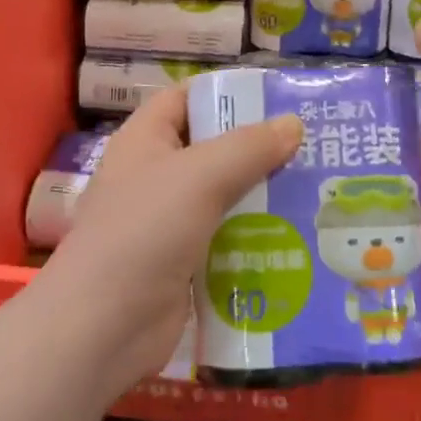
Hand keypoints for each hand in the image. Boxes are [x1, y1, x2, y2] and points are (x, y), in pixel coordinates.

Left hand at [35, 88, 301, 386]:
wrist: (103, 328)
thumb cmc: (145, 231)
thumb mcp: (200, 176)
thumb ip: (249, 147)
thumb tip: (293, 124)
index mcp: (145, 140)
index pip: (185, 98)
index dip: (225, 93)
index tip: (276, 98)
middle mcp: (154, 175)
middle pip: (211, 148)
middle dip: (258, 147)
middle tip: (313, 145)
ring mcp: (168, 222)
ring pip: (224, 196)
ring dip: (263, 194)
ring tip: (316, 187)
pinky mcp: (184, 263)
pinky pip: (226, 238)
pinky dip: (255, 235)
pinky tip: (297, 234)